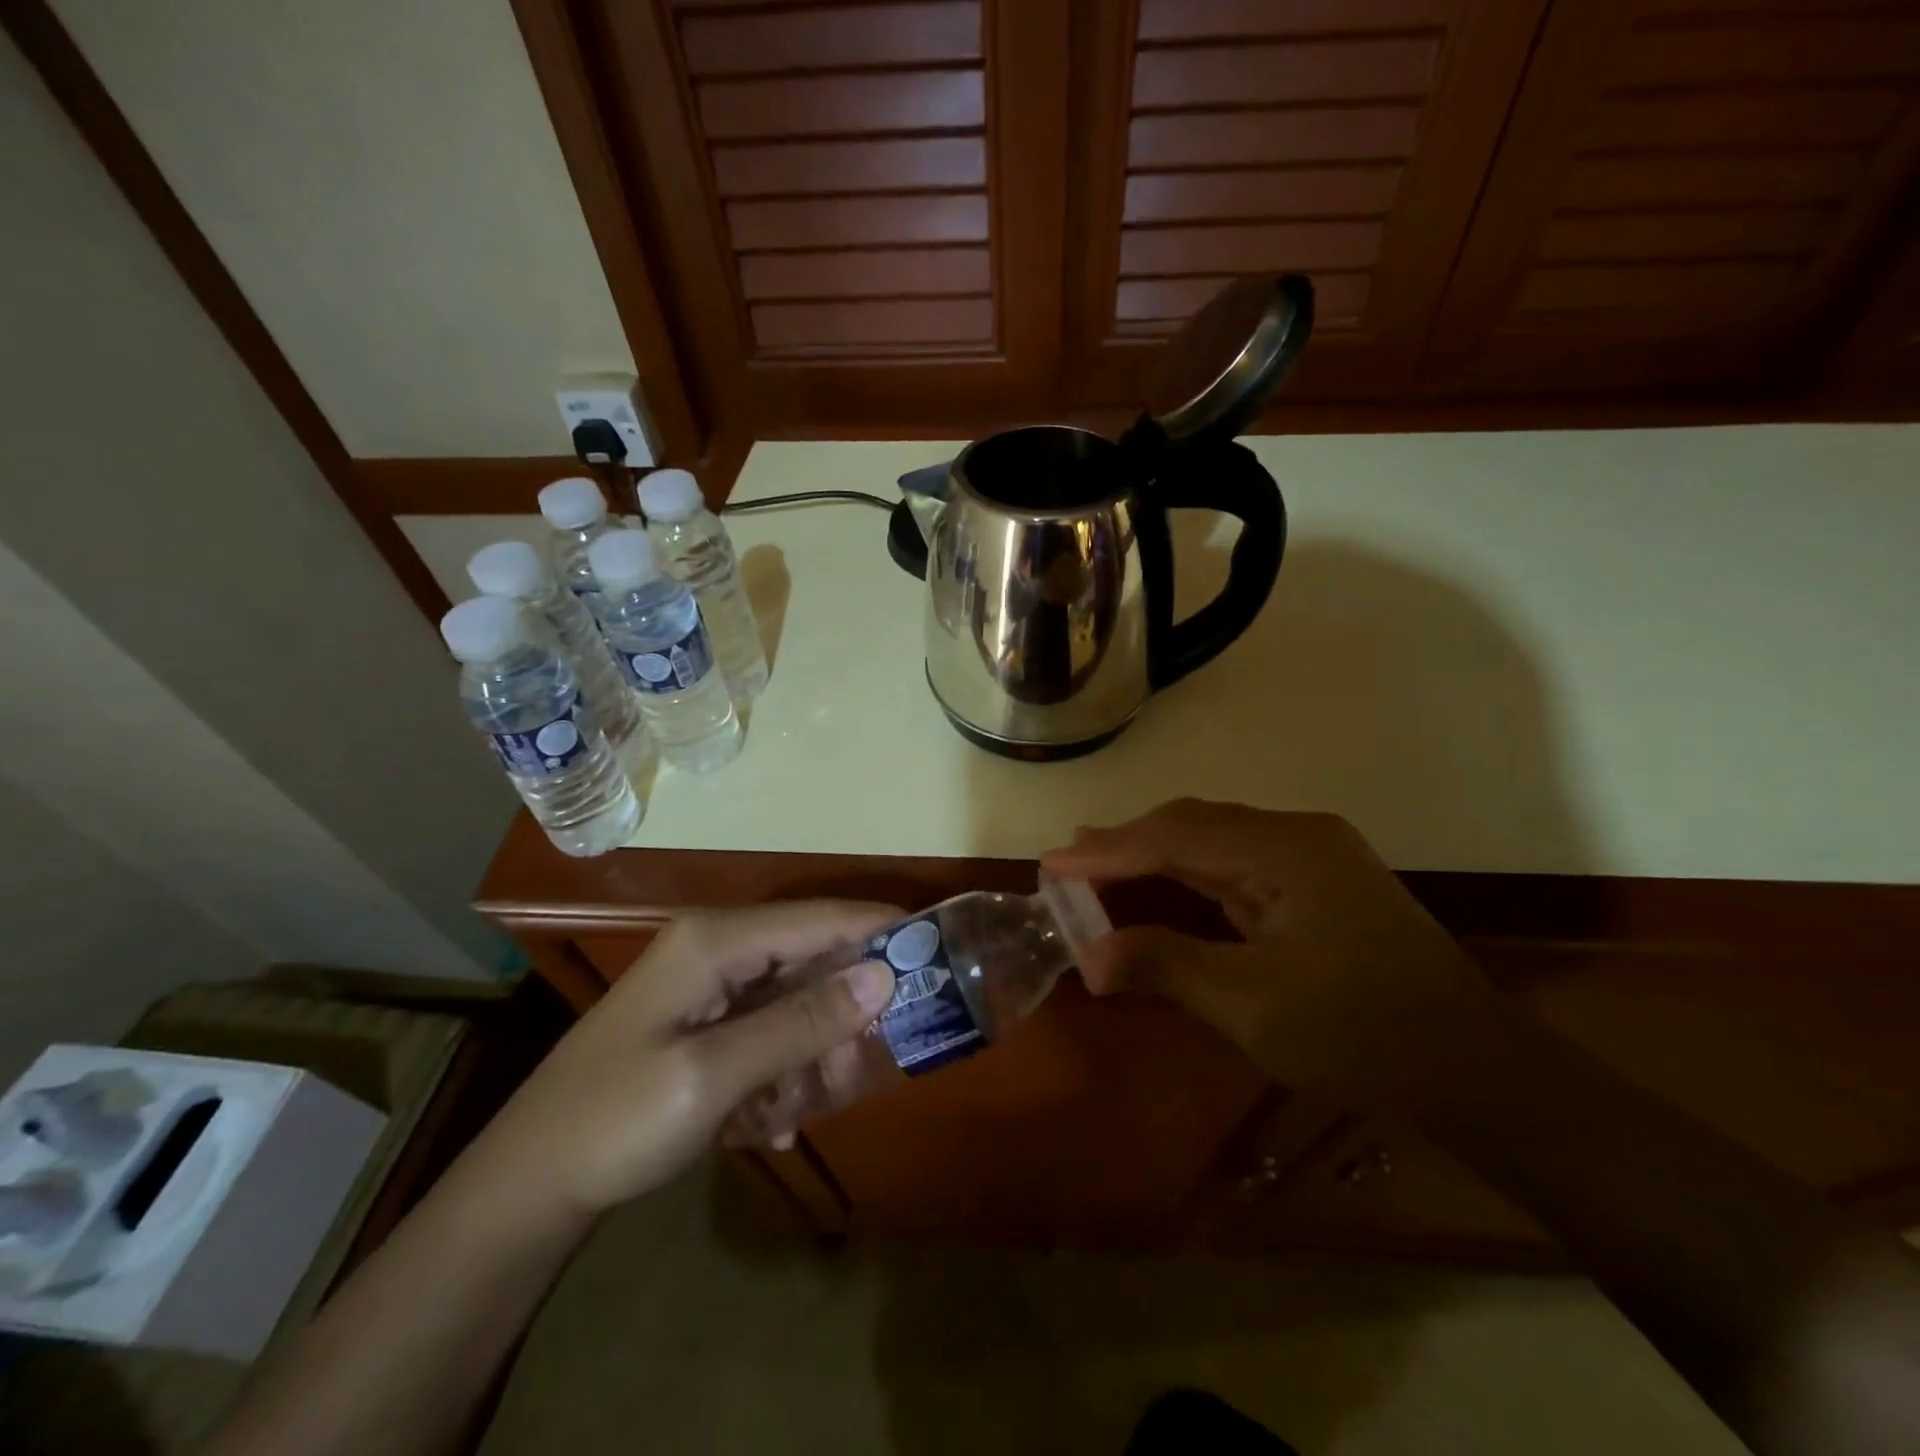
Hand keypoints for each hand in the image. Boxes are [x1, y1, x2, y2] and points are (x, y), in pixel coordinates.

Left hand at [473, 902, 898, 1217]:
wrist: (529, 1185)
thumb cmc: (616, 1121)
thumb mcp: (715, 1075)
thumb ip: (802, 1022)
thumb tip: (884, 976)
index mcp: (715, 939)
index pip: (819, 918)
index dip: (879, 930)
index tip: (936, 951)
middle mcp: (715, 945)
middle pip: (810, 954)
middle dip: (846, 1004)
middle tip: (877, 1056)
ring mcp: (707, 981)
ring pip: (794, 994)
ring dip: (814, 1045)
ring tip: (812, 1104)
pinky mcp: (702, 1016)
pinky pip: (768, 1023)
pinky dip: (784, 1061)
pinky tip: (773, 1117)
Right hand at [1041, 800, 1485, 1087]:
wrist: (1475, 1071)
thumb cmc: (1362, 1035)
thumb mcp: (1253, 1006)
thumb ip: (1166, 967)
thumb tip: (1089, 958)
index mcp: (1285, 850)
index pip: (1175, 837)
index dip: (1108, 851)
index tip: (1050, 865)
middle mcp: (1296, 836)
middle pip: (1192, 826)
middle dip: (1126, 845)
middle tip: (1066, 864)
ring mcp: (1310, 857)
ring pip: (1211, 841)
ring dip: (1153, 857)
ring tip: (1095, 867)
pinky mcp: (1314, 882)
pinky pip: (1234, 865)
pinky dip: (1186, 876)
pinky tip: (1158, 885)